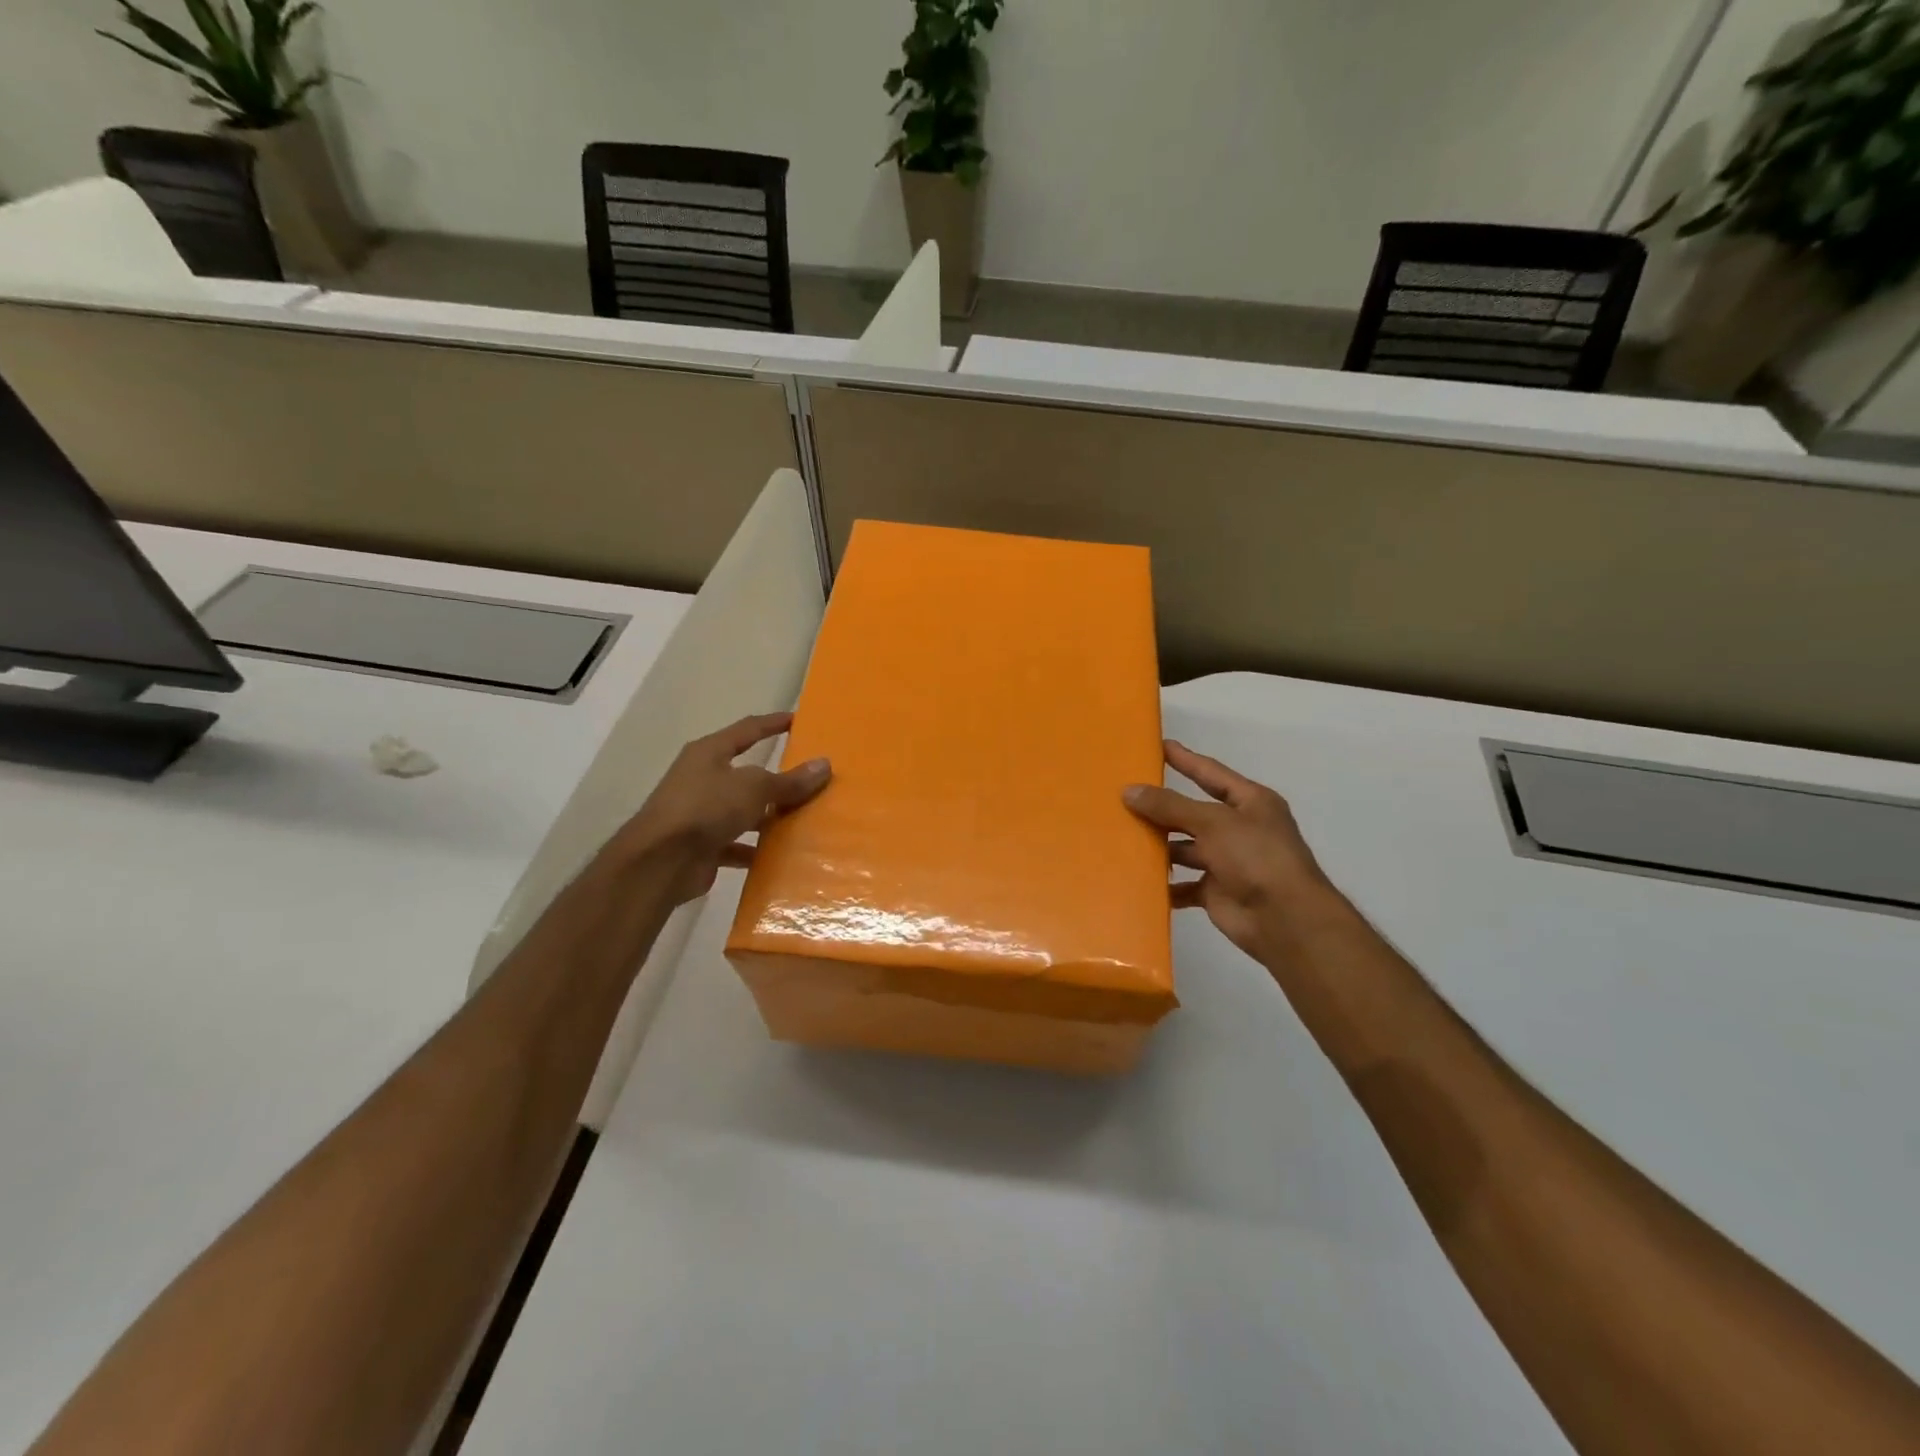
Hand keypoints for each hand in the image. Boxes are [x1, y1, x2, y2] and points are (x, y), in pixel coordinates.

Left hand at [618, 712, 831, 904]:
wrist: (660, 862)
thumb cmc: (705, 808)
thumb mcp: (754, 788)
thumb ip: (789, 780)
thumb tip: (825, 764)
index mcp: (709, 753)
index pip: (747, 730)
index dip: (773, 723)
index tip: (798, 720)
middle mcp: (702, 779)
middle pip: (747, 774)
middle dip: (777, 778)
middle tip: (811, 779)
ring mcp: (700, 813)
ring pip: (743, 810)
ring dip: (768, 817)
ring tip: (804, 820)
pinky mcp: (702, 845)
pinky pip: (737, 844)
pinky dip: (756, 849)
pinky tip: (781, 856)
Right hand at [1124, 739, 1335, 964]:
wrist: (1285, 920)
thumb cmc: (1256, 857)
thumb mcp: (1213, 822)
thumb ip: (1170, 806)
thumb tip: (1129, 791)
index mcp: (1250, 802)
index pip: (1211, 773)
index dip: (1185, 760)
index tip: (1158, 746)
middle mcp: (1239, 828)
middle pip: (1192, 812)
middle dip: (1162, 807)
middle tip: (1124, 796)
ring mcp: (1228, 861)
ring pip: (1185, 848)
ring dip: (1159, 846)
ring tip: (1122, 836)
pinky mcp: (1216, 891)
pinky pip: (1184, 884)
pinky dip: (1165, 883)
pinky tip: (1137, 878)